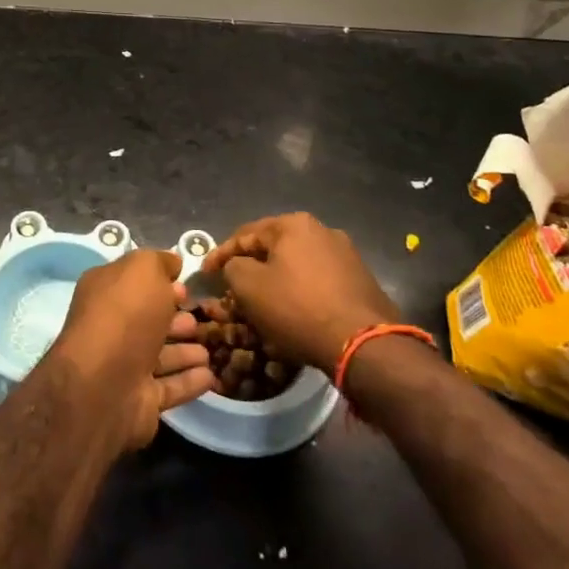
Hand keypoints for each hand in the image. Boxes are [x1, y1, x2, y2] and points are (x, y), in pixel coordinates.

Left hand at [49, 248, 216, 450]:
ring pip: (161, 355)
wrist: (105, 385)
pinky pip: (170, 387)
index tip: (186, 286)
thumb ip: (159, 262)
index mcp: (105, 293)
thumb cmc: (125, 316)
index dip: (161, 282)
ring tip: (210, 348)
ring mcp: (124, 367)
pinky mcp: (140, 401)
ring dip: (186, 351)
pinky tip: (211, 375)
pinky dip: (190, 380)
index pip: (135, 283)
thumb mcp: (143, 270)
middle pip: (149, 321)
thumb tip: (172, 263)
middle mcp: (112, 328)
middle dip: (176, 319)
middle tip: (200, 317)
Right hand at [203, 213, 399, 373]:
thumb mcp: (249, 287)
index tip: (204, 273)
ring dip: (277, 279)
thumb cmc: (298, 309)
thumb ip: (233, 267)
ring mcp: (345, 254)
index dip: (220, 254)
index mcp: (293, 224)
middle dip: (251, 266)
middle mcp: (322, 230)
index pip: (245, 235)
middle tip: (232, 286)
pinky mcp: (360, 279)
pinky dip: (301, 292)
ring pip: (297, 264)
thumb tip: (236, 265)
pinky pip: (318, 280)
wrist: (364, 344)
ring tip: (262, 301)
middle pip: (273, 247)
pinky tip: (293, 311)